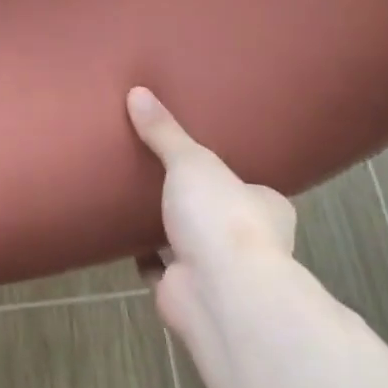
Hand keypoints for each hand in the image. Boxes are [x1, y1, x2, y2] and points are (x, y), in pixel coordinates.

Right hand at [128, 87, 303, 387]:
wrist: (220, 296)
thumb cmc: (222, 219)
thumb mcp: (192, 161)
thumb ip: (164, 132)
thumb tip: (137, 92)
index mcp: (265, 207)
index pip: (251, 187)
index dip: (229, 176)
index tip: (202, 160)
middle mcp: (248, 242)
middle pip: (218, 216)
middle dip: (195, 203)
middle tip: (161, 174)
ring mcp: (217, 271)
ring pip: (189, 243)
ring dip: (168, 229)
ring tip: (136, 198)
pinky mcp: (185, 292)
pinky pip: (160, 267)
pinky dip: (144, 255)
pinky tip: (122, 235)